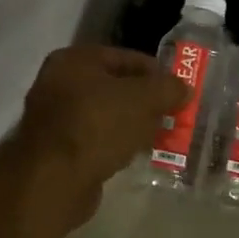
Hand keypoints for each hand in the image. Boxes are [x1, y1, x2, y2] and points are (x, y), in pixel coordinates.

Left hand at [9, 45, 187, 224]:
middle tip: (172, 115)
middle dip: (145, 101)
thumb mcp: (143, 99)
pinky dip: (115, 143)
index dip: (157, 72)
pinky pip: (95, 138)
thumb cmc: (98, 126)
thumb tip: (184, 88)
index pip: (126, 57)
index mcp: (74, 60)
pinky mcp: (57, 149)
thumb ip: (168, 88)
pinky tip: (133, 154)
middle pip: (115, 86)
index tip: (179, 91)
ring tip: (158, 136)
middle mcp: (58, 83)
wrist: (54, 180)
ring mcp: (54, 118)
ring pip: (105, 114)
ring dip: (132, 124)